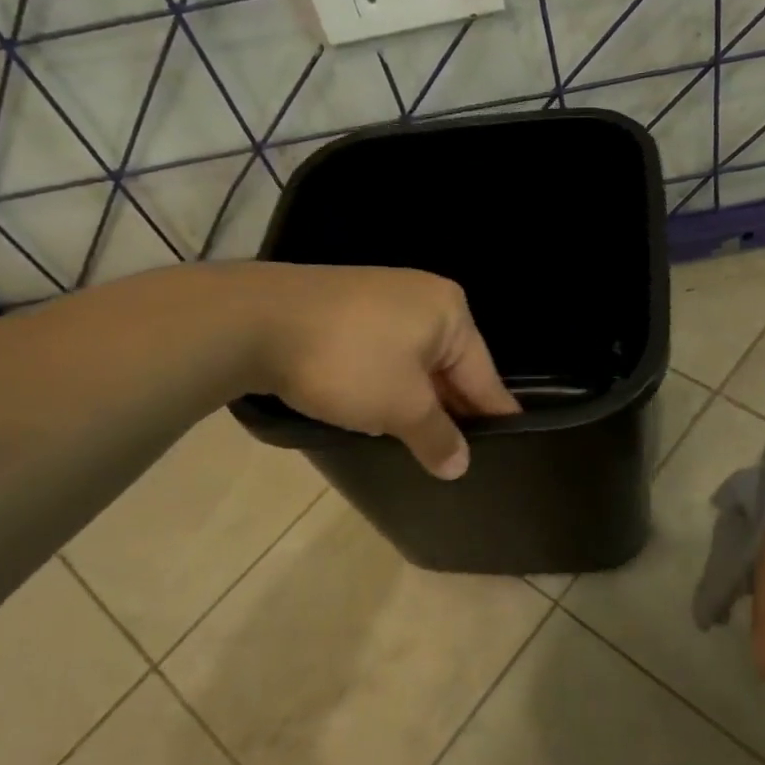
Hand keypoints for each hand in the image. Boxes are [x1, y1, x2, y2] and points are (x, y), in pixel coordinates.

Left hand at [234, 262, 519, 478]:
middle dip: (450, 413)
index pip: (485, 377)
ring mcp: (382, 300)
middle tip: (457, 460)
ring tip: (420, 447)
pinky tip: (379, 416)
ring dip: (416, 404)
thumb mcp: (401, 408)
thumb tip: (460, 466)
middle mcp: (423, 298)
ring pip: (415, 365)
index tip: (509, 452)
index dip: (494, 419)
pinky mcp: (347, 310)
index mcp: (451, 313)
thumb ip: (437, 437)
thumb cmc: (348, 361)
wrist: (254, 321)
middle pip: (451, 368)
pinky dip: (387, 387)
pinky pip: (384, 356)